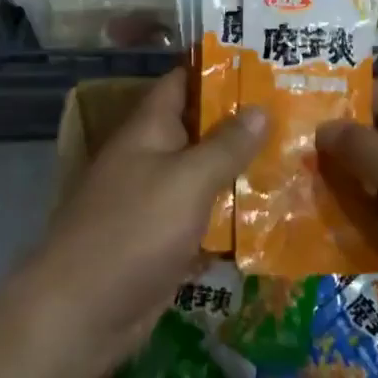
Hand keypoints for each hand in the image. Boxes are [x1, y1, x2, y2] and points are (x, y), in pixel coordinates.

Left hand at [23, 68, 264, 377]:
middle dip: (243, 121)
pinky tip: (273, 212)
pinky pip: (204, 215)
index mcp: (150, 128)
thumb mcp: (188, 180)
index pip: (184, 81)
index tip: (264, 63)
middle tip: (295, 110)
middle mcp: (152, 156)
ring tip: (296, 155)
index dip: (219, 69)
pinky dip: (232, 212)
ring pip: (206, 173)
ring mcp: (157, 199)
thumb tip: (260, 108)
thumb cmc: (134, 231)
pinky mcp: (164, 239)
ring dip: (242, 168)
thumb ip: (226, 144)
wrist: (81, 314)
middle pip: (201, 127)